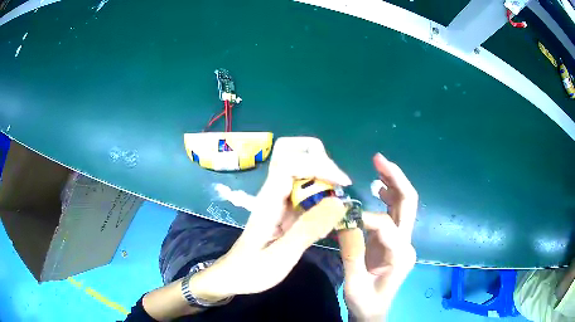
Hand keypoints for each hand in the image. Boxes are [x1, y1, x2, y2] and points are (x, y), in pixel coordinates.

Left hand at [191, 137, 351, 298]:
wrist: (234, 276)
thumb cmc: (252, 270)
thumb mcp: (281, 256)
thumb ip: (308, 230)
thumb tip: (339, 203)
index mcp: (269, 199)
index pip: (290, 162)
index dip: (319, 165)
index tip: (342, 184)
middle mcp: (272, 191)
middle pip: (291, 152)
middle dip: (318, 159)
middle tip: (337, 184)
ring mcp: (278, 197)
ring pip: (300, 167)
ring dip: (322, 176)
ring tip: (335, 201)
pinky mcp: (284, 207)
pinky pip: (304, 188)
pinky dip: (320, 193)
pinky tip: (327, 216)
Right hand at [338, 153, 417, 320]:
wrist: (373, 311)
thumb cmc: (365, 301)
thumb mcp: (355, 284)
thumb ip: (352, 253)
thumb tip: (345, 222)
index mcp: (400, 255)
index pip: (385, 225)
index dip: (364, 217)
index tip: (342, 219)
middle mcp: (407, 243)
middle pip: (408, 203)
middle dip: (395, 178)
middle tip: (378, 159)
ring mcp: (402, 240)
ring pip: (404, 204)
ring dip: (393, 183)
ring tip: (378, 166)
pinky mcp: (395, 240)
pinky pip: (395, 213)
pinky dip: (388, 196)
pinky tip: (378, 187)